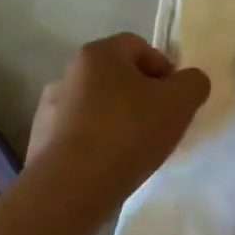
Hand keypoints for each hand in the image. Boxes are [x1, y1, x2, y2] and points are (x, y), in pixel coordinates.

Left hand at [25, 33, 210, 220]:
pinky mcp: (40, 142)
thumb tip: (189, 82)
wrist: (70, 188)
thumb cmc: (128, 132)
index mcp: (98, 54)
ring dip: (117, 121)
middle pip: (117, 76)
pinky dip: (96, 144)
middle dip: (141, 96)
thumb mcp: (180, 102)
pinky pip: (78, 134)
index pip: (139, 46)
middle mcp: (69, 73)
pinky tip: (109, 166)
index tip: (174, 100)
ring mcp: (49, 108)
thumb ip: (193, 83)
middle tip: (159, 125)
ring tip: (134, 150)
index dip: (164, 69)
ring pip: (96, 106)